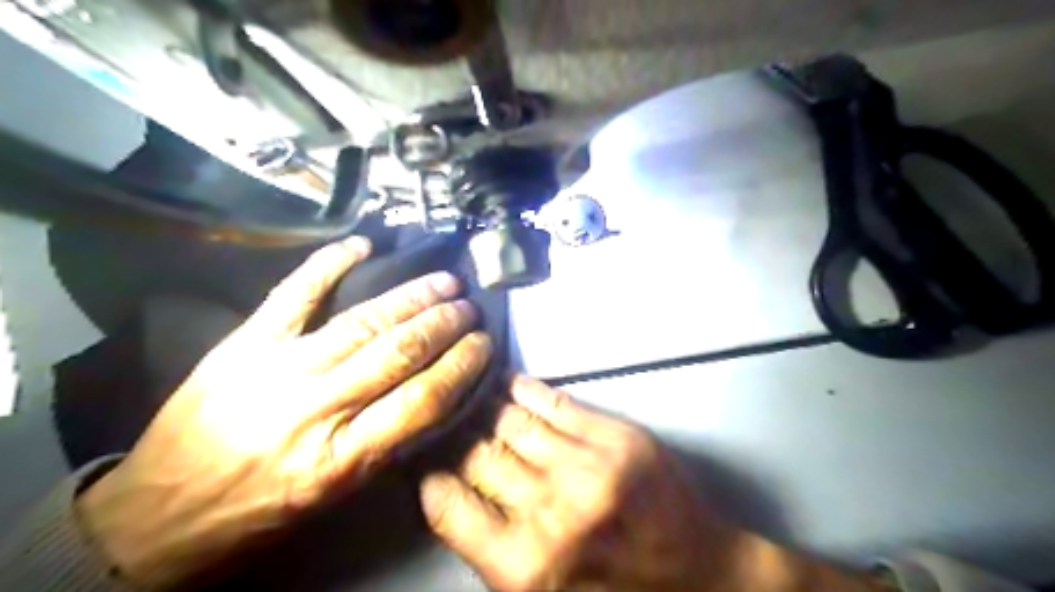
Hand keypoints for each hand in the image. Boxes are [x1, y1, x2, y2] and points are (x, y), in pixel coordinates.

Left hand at [79, 237, 492, 587]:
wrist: (153, 518)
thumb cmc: (255, 514)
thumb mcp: (332, 496)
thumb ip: (384, 446)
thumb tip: (432, 397)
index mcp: (340, 458)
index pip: (422, 400)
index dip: (461, 365)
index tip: (483, 344)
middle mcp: (314, 409)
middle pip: (397, 353)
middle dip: (444, 324)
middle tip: (469, 307)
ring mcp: (277, 368)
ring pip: (361, 321)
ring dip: (410, 297)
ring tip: (444, 282)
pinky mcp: (244, 344)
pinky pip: (293, 294)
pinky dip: (329, 264)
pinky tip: (362, 245)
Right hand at [419, 376, 883, 590]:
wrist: (702, 579)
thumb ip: (495, 550)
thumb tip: (456, 495)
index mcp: (524, 565)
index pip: (447, 505)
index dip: (433, 481)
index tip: (430, 467)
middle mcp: (550, 509)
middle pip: (478, 455)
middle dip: (457, 440)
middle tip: (446, 424)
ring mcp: (587, 465)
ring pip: (511, 421)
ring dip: (485, 410)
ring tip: (470, 397)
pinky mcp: (617, 436)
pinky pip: (553, 401)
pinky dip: (523, 390)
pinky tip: (509, 385)